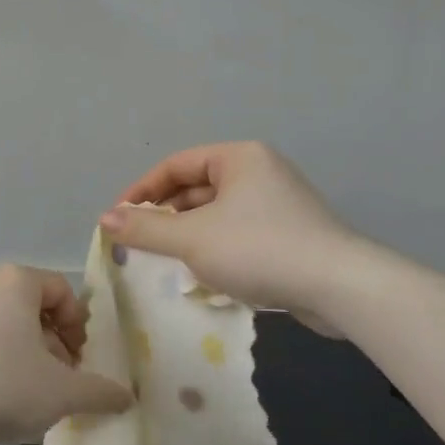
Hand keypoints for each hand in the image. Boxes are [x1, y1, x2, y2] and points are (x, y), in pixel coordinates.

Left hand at [0, 266, 132, 444]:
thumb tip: (127, 397)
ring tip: (23, 391)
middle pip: (29, 306)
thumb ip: (98, 393)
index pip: (60, 289)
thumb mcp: (61, 393)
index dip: (76, 323)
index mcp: (18, 283)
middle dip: (49, 342)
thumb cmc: (1, 383)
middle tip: (56, 379)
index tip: (78, 359)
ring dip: (19, 351)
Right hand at [101, 142, 364, 316]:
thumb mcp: (192, 239)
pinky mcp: (291, 233)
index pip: (175, 165)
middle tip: (138, 243)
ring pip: (217, 213)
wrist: (340, 287)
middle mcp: (259, 171)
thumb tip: (105, 220)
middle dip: (165, 215)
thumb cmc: (258, 249)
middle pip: (196, 187)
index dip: (142, 191)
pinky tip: (204, 274)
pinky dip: (215, 247)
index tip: (117, 218)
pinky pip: (239, 232)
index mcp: (238, 157)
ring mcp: (279, 203)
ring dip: (188, 234)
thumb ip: (146, 228)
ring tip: (166, 260)